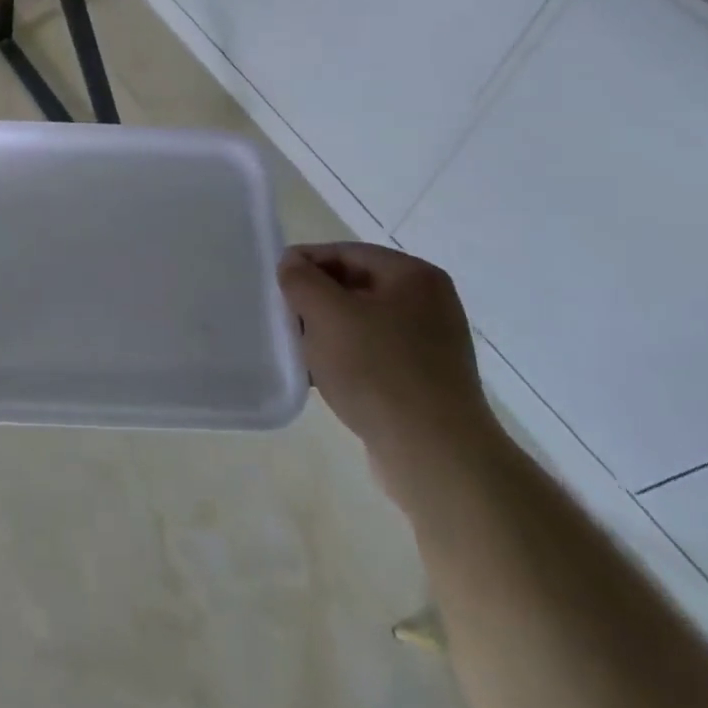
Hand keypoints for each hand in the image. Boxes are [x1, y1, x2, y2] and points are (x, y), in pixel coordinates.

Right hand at [278, 242, 499, 493]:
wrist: (434, 455)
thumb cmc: (377, 371)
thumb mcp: (326, 314)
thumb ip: (301, 280)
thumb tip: (291, 263)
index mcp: (413, 276)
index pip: (346, 252)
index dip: (305, 262)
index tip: (272, 282)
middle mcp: (429, 303)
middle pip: (355, 286)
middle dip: (315, 300)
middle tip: (282, 317)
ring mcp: (431, 344)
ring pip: (362, 322)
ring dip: (327, 331)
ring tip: (298, 349)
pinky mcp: (425, 380)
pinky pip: (375, 354)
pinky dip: (346, 359)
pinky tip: (321, 377)